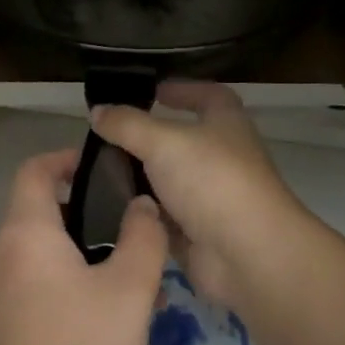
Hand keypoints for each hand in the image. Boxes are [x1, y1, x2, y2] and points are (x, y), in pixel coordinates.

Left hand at [0, 147, 168, 344]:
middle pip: (36, 214)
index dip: (66, 159)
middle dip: (82, 216)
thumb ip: (143, 237)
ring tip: (122, 286)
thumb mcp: (129, 292)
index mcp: (23, 233)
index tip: (104, 169)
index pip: (35, 170)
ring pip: (33, 258)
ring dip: (74, 259)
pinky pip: (24, 292)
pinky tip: (94, 329)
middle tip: (128, 235)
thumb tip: (142, 204)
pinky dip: (57, 290)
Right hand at [90, 81, 309, 308]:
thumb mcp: (163, 142)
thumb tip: (98, 110)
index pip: (208, 95)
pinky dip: (142, 213)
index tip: (152, 91)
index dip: (183, 89)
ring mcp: (211, 197)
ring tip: (97, 171)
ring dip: (140, 177)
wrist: (247, 255)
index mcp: (226, 123)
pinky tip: (109, 208)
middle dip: (147, 138)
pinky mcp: (198, 233)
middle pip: (181, 140)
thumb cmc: (212, 180)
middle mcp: (222, 156)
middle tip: (107, 136)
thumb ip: (127, 124)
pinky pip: (164, 217)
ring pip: (169, 181)